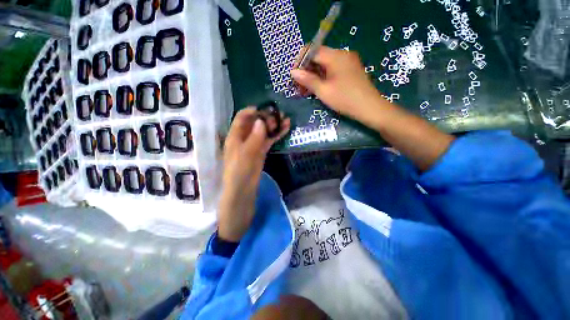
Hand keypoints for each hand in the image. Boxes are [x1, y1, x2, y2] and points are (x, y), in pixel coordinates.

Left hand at [218, 107, 289, 241]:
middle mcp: (242, 141)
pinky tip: (285, 130)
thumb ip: (253, 140)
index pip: (242, 118)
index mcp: (234, 139)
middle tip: (281, 115)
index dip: (253, 111)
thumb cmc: (238, 180)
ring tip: (286, 119)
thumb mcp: (245, 159)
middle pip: (254, 124)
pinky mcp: (260, 155)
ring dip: (273, 125)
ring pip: (263, 132)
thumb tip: (261, 121)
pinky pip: (268, 142)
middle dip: (266, 117)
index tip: (267, 109)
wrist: (241, 200)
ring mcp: (253, 148)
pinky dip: (276, 135)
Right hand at [291, 46, 384, 122]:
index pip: (312, 50)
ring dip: (313, 76)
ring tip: (305, 91)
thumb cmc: (345, 99)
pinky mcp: (350, 71)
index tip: (294, 76)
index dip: (300, 61)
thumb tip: (293, 72)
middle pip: (318, 57)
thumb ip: (307, 80)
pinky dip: (322, 78)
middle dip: (306, 71)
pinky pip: (332, 70)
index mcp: (335, 56)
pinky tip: (317, 89)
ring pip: (324, 65)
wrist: (369, 108)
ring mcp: (347, 62)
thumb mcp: (323, 91)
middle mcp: (342, 54)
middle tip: (298, 87)